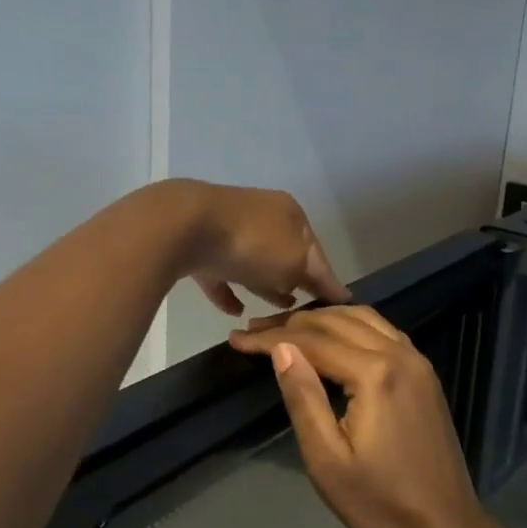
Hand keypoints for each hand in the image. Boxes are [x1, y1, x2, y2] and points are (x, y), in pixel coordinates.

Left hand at [172, 181, 349, 316]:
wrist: (185, 226)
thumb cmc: (253, 243)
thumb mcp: (295, 262)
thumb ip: (309, 276)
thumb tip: (310, 286)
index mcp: (290, 214)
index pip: (317, 251)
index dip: (328, 280)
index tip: (341, 304)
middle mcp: (262, 216)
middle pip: (285, 255)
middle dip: (296, 281)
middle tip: (305, 312)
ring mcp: (228, 230)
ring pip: (254, 263)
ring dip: (264, 286)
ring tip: (274, 313)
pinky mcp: (200, 247)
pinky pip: (221, 275)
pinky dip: (230, 292)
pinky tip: (236, 312)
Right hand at [229, 306, 484, 527]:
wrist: (443, 526)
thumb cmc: (378, 501)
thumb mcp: (327, 459)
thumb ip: (304, 398)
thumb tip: (281, 348)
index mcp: (374, 374)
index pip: (313, 341)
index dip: (271, 337)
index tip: (237, 338)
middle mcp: (399, 354)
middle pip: (337, 321)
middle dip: (292, 322)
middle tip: (254, 329)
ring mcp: (417, 361)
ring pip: (364, 318)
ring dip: (323, 317)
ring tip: (287, 327)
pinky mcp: (425, 373)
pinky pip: (384, 330)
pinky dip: (352, 324)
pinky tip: (334, 335)